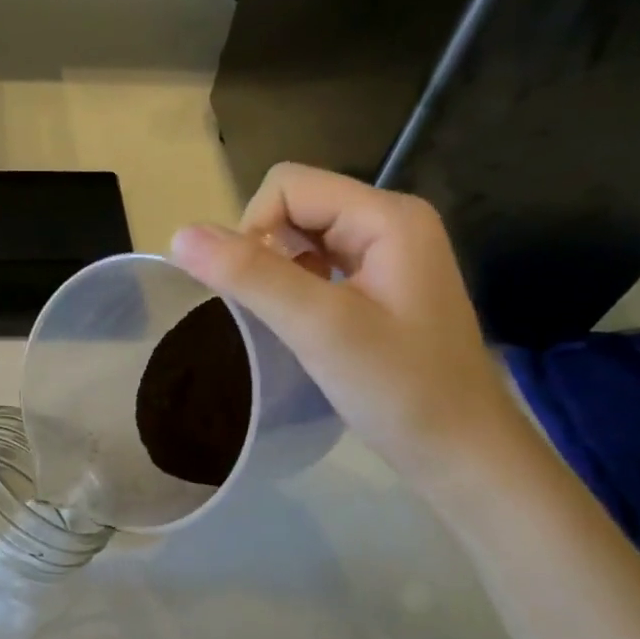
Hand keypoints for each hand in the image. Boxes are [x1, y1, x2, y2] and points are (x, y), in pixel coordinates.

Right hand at [171, 163, 529, 494]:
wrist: (461, 452)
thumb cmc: (399, 389)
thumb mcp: (320, 328)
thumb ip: (251, 276)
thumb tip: (178, 235)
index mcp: (387, 216)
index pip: (288, 186)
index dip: (253, 230)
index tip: (255, 293)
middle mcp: (390, 222)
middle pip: (294, 206)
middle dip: (265, 252)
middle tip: (274, 313)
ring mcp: (388, 256)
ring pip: (301, 239)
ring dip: (277, 274)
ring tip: (288, 324)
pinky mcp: (380, 287)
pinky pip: (318, 266)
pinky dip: (295, 289)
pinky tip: (302, 328)